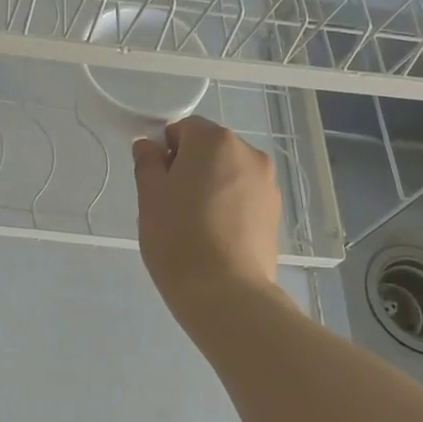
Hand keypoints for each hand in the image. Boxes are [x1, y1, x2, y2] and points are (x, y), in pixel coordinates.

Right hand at [133, 117, 281, 314]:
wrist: (225, 292)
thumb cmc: (178, 237)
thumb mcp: (149, 196)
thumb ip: (147, 162)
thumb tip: (149, 146)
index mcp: (215, 141)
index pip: (184, 129)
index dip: (165, 151)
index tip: (156, 182)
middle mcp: (248, 154)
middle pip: (210, 148)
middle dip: (190, 167)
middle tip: (171, 204)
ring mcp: (267, 184)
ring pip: (228, 173)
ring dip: (211, 186)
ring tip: (196, 224)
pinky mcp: (275, 212)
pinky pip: (244, 196)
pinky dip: (229, 206)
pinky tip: (216, 236)